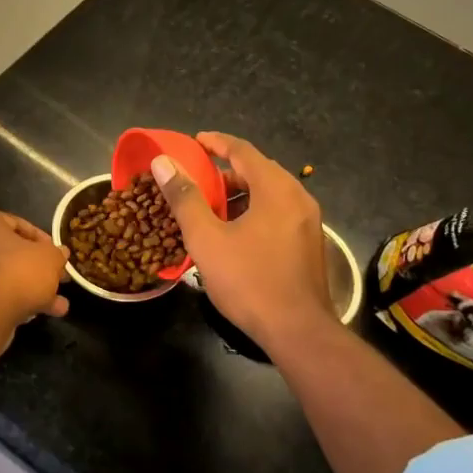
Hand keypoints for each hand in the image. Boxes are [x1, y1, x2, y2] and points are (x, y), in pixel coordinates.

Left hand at [0, 207, 69, 322]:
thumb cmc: (15, 269)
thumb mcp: (48, 257)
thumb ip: (55, 254)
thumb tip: (60, 254)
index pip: (16, 225)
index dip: (42, 241)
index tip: (57, 256)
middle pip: (6, 254)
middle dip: (34, 270)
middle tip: (55, 281)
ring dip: (27, 290)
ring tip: (55, 306)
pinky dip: (11, 303)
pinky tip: (37, 316)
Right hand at [151, 133, 333, 349]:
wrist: (298, 331)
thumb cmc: (249, 280)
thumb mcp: (207, 238)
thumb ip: (185, 197)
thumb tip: (163, 162)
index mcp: (276, 189)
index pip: (243, 151)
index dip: (216, 143)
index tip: (194, 141)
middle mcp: (298, 197)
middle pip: (259, 170)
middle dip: (226, 171)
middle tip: (198, 179)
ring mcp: (308, 222)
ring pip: (270, 194)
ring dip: (240, 194)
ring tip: (211, 208)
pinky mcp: (309, 244)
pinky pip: (278, 213)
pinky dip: (254, 211)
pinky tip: (234, 233)